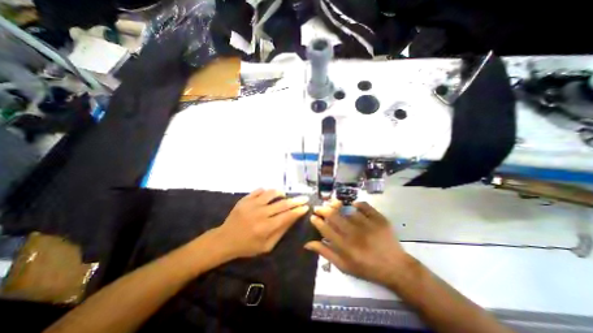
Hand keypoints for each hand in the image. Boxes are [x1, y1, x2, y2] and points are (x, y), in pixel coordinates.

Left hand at [217, 189, 310, 258]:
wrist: (224, 239)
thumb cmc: (247, 246)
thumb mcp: (266, 246)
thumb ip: (280, 232)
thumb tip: (292, 218)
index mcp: (266, 228)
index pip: (287, 216)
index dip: (298, 211)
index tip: (306, 206)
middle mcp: (260, 214)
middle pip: (282, 204)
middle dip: (296, 200)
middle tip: (304, 198)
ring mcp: (251, 204)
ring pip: (271, 193)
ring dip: (281, 193)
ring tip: (284, 196)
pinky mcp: (245, 199)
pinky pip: (259, 190)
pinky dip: (267, 191)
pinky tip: (268, 196)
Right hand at [305, 200, 413, 283]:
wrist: (395, 267)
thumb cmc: (366, 268)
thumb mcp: (344, 266)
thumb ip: (326, 253)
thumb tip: (308, 243)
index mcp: (345, 247)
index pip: (326, 229)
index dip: (317, 221)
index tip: (313, 216)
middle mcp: (355, 234)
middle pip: (334, 216)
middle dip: (323, 209)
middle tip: (319, 207)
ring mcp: (368, 225)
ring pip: (347, 210)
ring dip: (338, 206)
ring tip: (333, 204)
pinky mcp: (379, 219)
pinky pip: (365, 206)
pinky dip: (358, 204)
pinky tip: (353, 205)